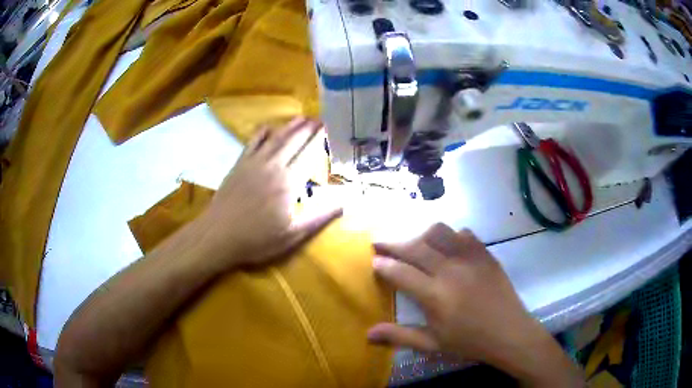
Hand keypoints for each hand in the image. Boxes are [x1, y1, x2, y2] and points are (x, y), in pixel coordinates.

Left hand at [195, 117, 341, 268]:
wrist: (218, 235)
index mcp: (288, 183)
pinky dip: (263, 132)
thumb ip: (319, 217)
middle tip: (320, 118)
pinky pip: (253, 142)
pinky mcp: (239, 164)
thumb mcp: (292, 235)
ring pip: (276, 138)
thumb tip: (345, 201)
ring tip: (302, 117)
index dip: (320, 139)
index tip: (330, 128)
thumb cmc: (257, 239)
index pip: (309, 154)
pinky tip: (269, 127)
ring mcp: (254, 163)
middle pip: (294, 141)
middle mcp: (273, 166)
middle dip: (308, 128)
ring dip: (290, 126)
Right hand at [367, 224, 582, 385]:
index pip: (400, 272)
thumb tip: (367, 334)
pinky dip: (451, 236)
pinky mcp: (485, 254)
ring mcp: (470, 259)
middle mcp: (450, 271)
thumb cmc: (469, 342)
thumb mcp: (432, 344)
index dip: (383, 264)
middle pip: (415, 247)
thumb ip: (399, 336)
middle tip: (379, 241)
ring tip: (414, 244)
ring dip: (421, 235)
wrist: (509, 333)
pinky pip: (464, 234)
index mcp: (435, 295)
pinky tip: (448, 246)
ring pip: (439, 232)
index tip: (373, 260)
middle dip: (392, 242)